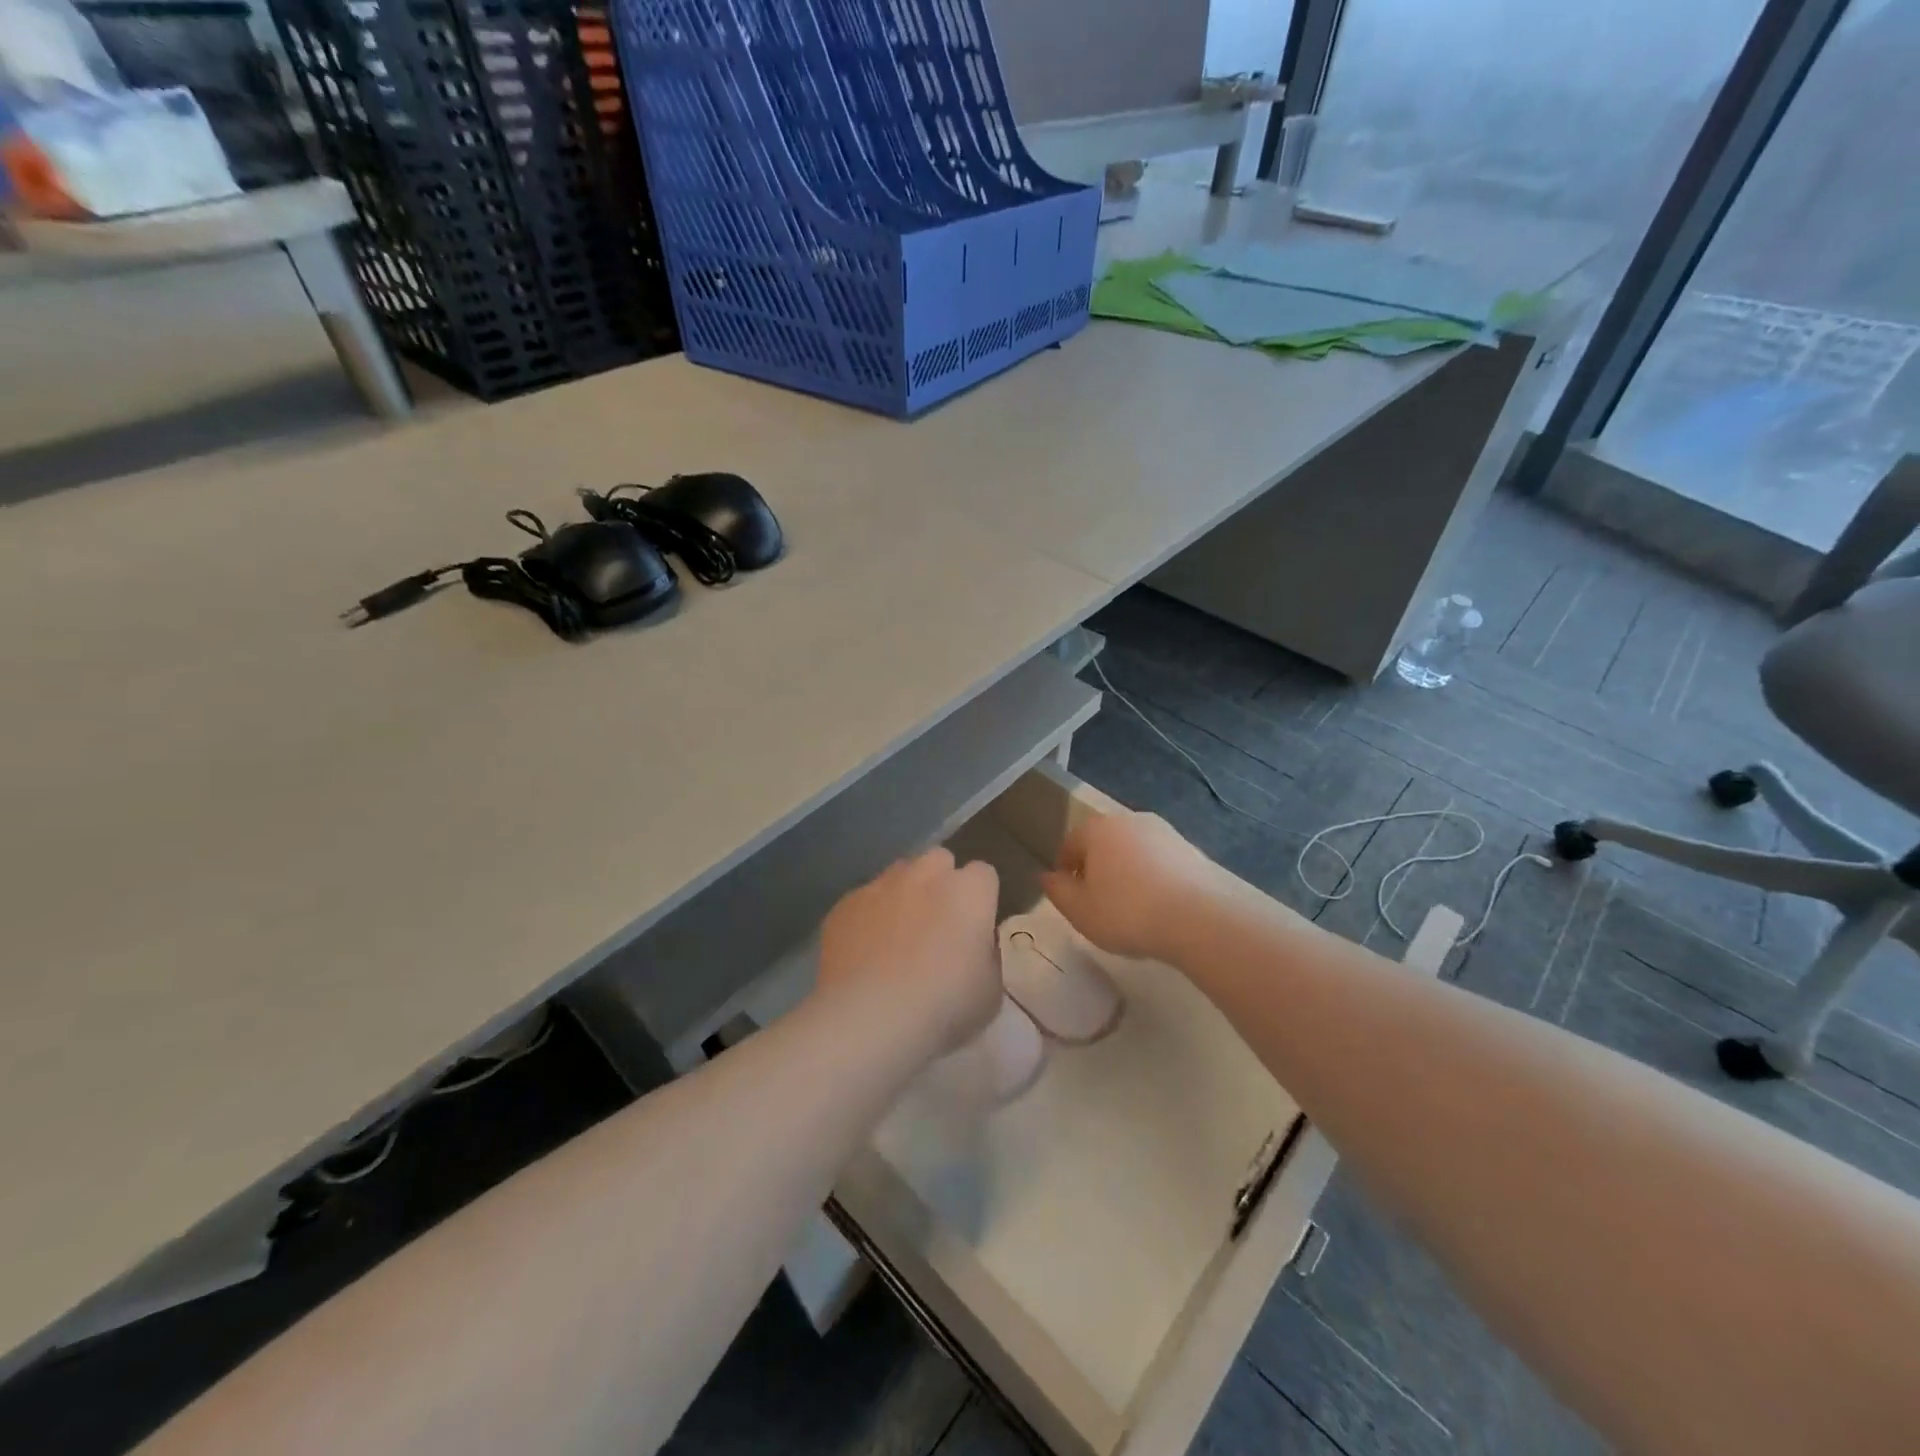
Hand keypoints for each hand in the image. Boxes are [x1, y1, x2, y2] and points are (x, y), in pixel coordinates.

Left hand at [816, 848, 1003, 1055]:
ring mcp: (881, 885)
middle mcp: (926, 875)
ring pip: (898, 874)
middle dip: (941, 882)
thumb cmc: (943, 1005)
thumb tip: (976, 946)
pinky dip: (869, 916)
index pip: (984, 874)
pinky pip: (863, 900)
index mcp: (969, 892)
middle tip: (939, 923)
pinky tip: (864, 951)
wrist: (870, 1016)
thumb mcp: (990, 991)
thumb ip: (987, 956)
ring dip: (904, 894)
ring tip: (898, 935)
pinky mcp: (845, 904)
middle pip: (939, 860)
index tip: (976, 926)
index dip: (981, 898)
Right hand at [1041, 809, 1227, 961]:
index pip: (1070, 843)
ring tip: (1131, 906)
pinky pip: (1160, 860)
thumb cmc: (1127, 913)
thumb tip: (1047, 877)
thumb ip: (1058, 891)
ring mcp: (1164, 831)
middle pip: (1103, 843)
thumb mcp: (1080, 911)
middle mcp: (1129, 820)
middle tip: (1098, 902)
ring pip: (1133, 850)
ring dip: (1127, 871)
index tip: (1070, 896)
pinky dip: (1153, 876)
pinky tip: (1159, 905)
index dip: (1065, 870)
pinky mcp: (1190, 848)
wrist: (1199, 918)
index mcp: (1097, 829)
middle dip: (1097, 867)